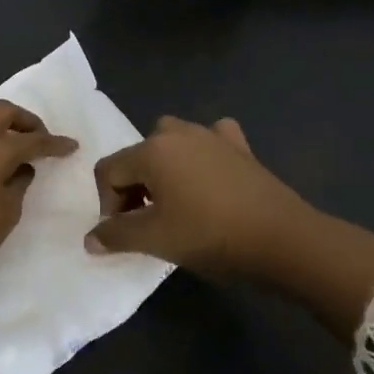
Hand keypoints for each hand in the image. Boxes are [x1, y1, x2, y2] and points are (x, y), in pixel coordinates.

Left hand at [0, 100, 77, 282]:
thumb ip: (18, 187)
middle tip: (40, 138)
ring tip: (12, 144)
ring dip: (1, 124)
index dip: (55, 144)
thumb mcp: (5, 215)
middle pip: (4, 112)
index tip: (72, 146)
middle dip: (27, 120)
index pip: (33, 140)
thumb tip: (20, 170)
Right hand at [89, 114, 373, 336]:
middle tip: (148, 221)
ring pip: (171, 143)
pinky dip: (203, 155)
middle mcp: (178, 133)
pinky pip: (210, 141)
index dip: (106, 204)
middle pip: (137, 155)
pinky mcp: (240, 147)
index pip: (108, 171)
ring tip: (176, 203)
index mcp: (152, 150)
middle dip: (134, 186)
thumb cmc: (210, 236)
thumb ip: (116, 236)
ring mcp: (212, 135)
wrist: (282, 238)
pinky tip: (210, 177)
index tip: (124, 235)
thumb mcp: (156, 239)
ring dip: (164, 169)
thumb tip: (91, 239)